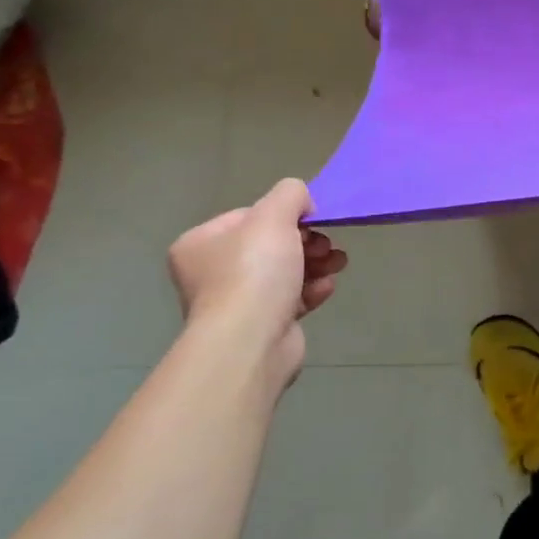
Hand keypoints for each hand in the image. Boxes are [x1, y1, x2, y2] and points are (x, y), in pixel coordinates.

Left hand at [167, 179, 347, 392]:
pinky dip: (311, 290)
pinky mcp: (260, 328)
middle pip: (270, 245)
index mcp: (201, 244)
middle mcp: (211, 273)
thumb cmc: (254, 273)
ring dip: (315, 263)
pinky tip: (327, 288)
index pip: (249, 216)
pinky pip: (290, 300)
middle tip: (326, 245)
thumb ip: (290, 194)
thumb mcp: (274, 215)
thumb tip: (302, 203)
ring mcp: (235, 304)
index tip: (311, 220)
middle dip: (306, 241)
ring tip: (338, 263)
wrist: (250, 344)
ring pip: (284, 272)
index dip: (284, 215)